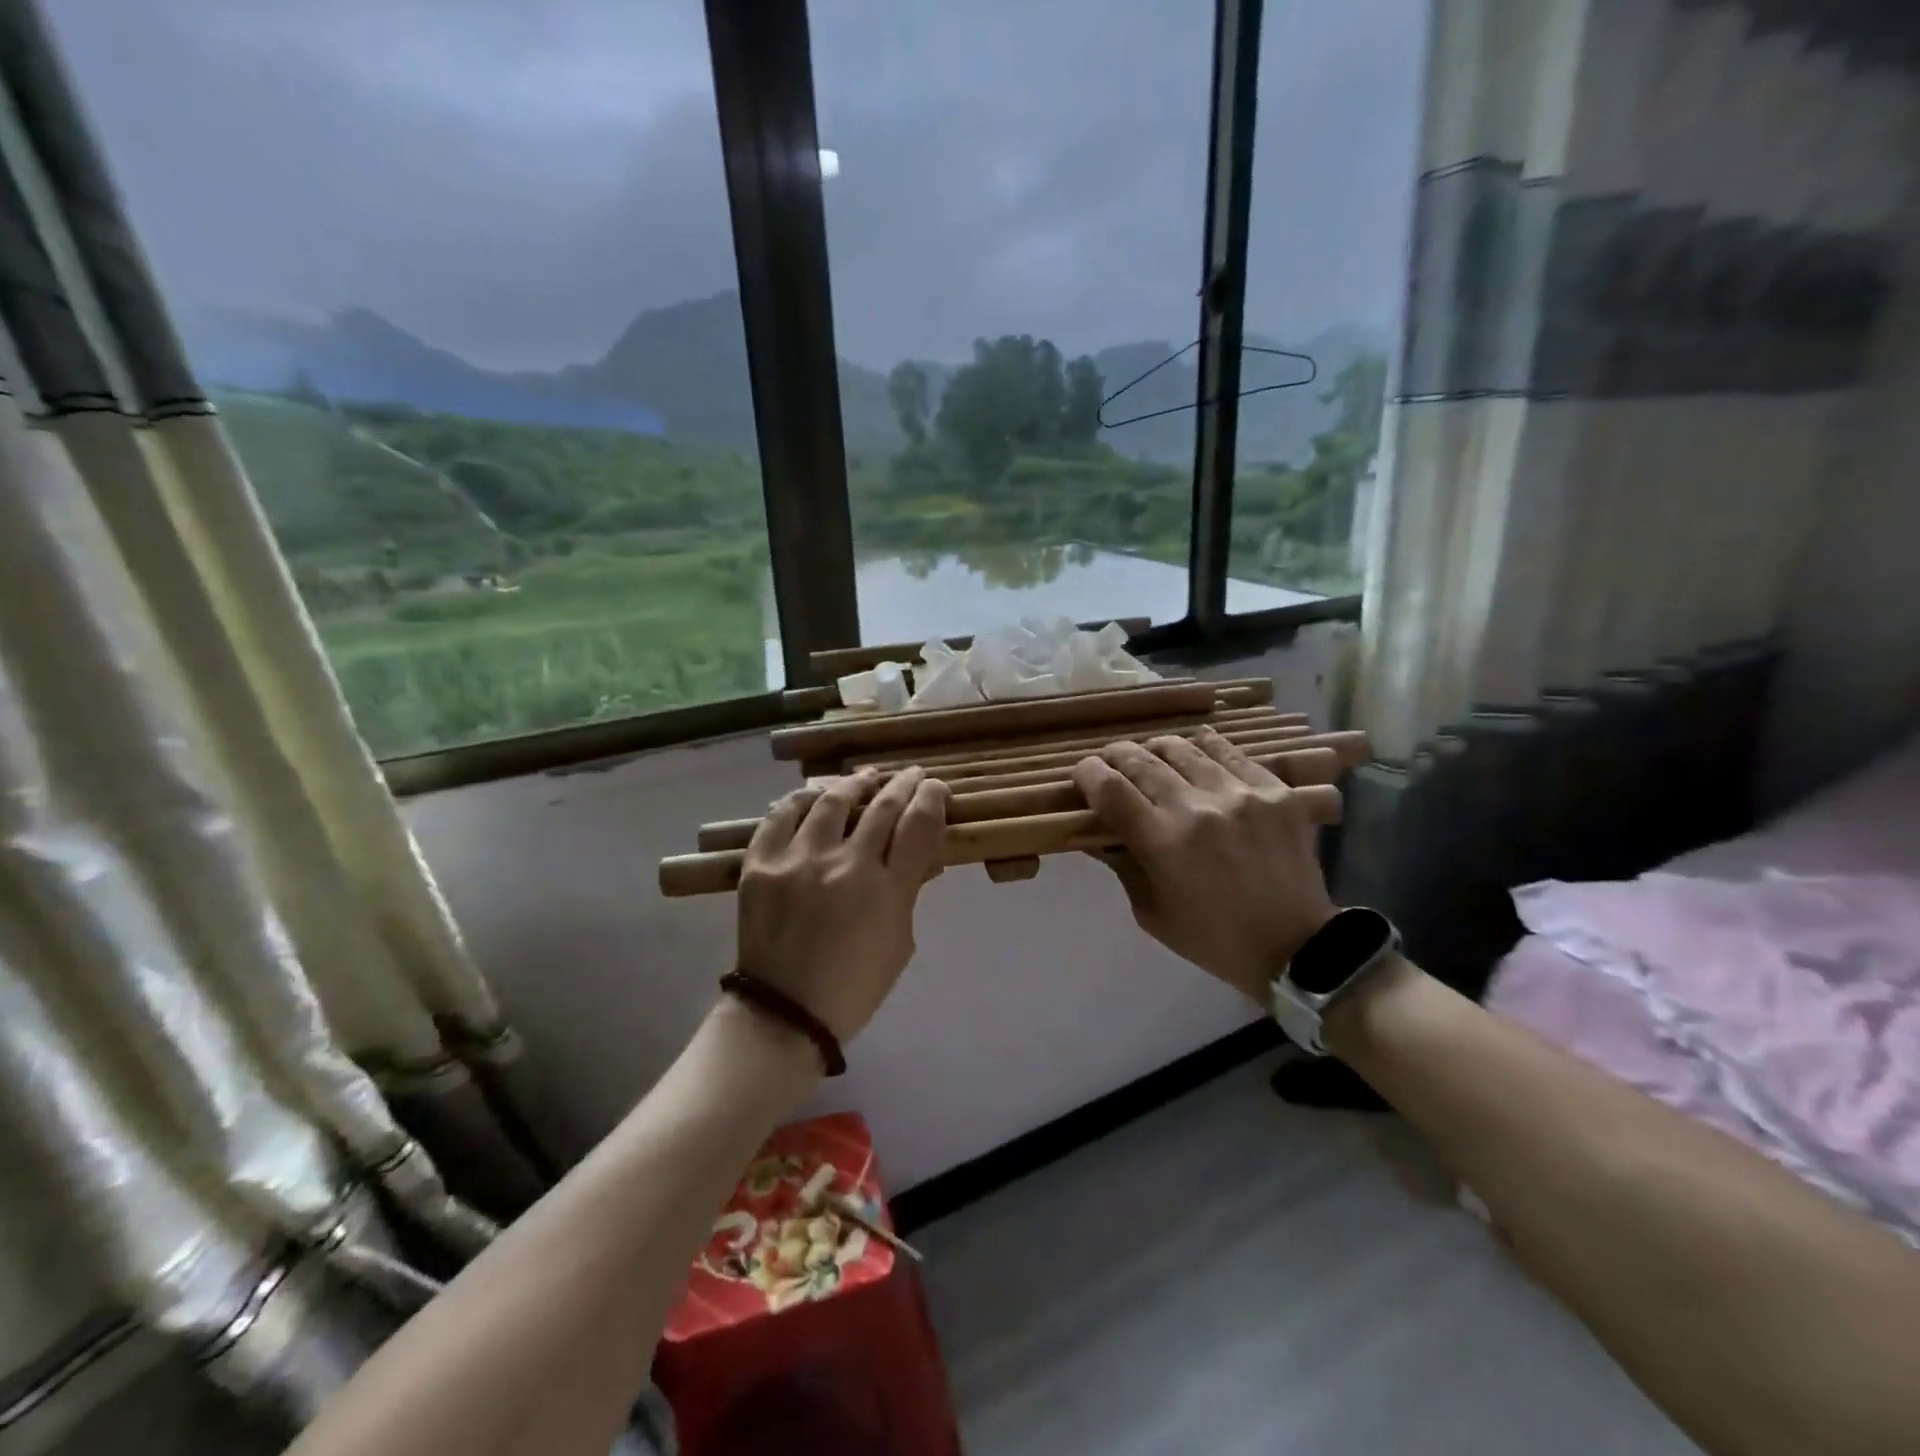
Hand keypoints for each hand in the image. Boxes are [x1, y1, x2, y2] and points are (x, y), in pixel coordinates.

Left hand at [734, 766, 949, 1042]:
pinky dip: (800, 800)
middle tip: (910, 774)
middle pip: (882, 806)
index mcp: (887, 891)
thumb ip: (908, 892)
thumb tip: (917, 853)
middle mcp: (846, 865)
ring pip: (831, 801)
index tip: (935, 787)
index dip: (931, 797)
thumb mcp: (900, 942)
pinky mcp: (761, 864)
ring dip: (854, 784)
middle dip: (903, 783)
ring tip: (864, 778)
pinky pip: (781, 816)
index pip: (919, 824)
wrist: (784, 1012)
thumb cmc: (854, 986)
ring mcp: (799, 861)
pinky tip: (812, 796)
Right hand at [1072, 728, 1335, 1003]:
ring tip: (1153, 758)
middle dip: (1116, 756)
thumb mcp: (1150, 912)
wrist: (1295, 946)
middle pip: (1141, 759)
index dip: (1087, 773)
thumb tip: (1094, 830)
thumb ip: (1121, 864)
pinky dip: (1204, 749)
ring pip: (1183, 747)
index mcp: (1163, 842)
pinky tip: (1197, 754)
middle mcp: (1198, 807)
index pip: (1109, 788)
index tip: (1083, 775)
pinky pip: (1229, 752)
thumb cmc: (1212, 938)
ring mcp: (1240, 793)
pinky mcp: (1274, 790)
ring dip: (1157, 750)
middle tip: (1111, 763)